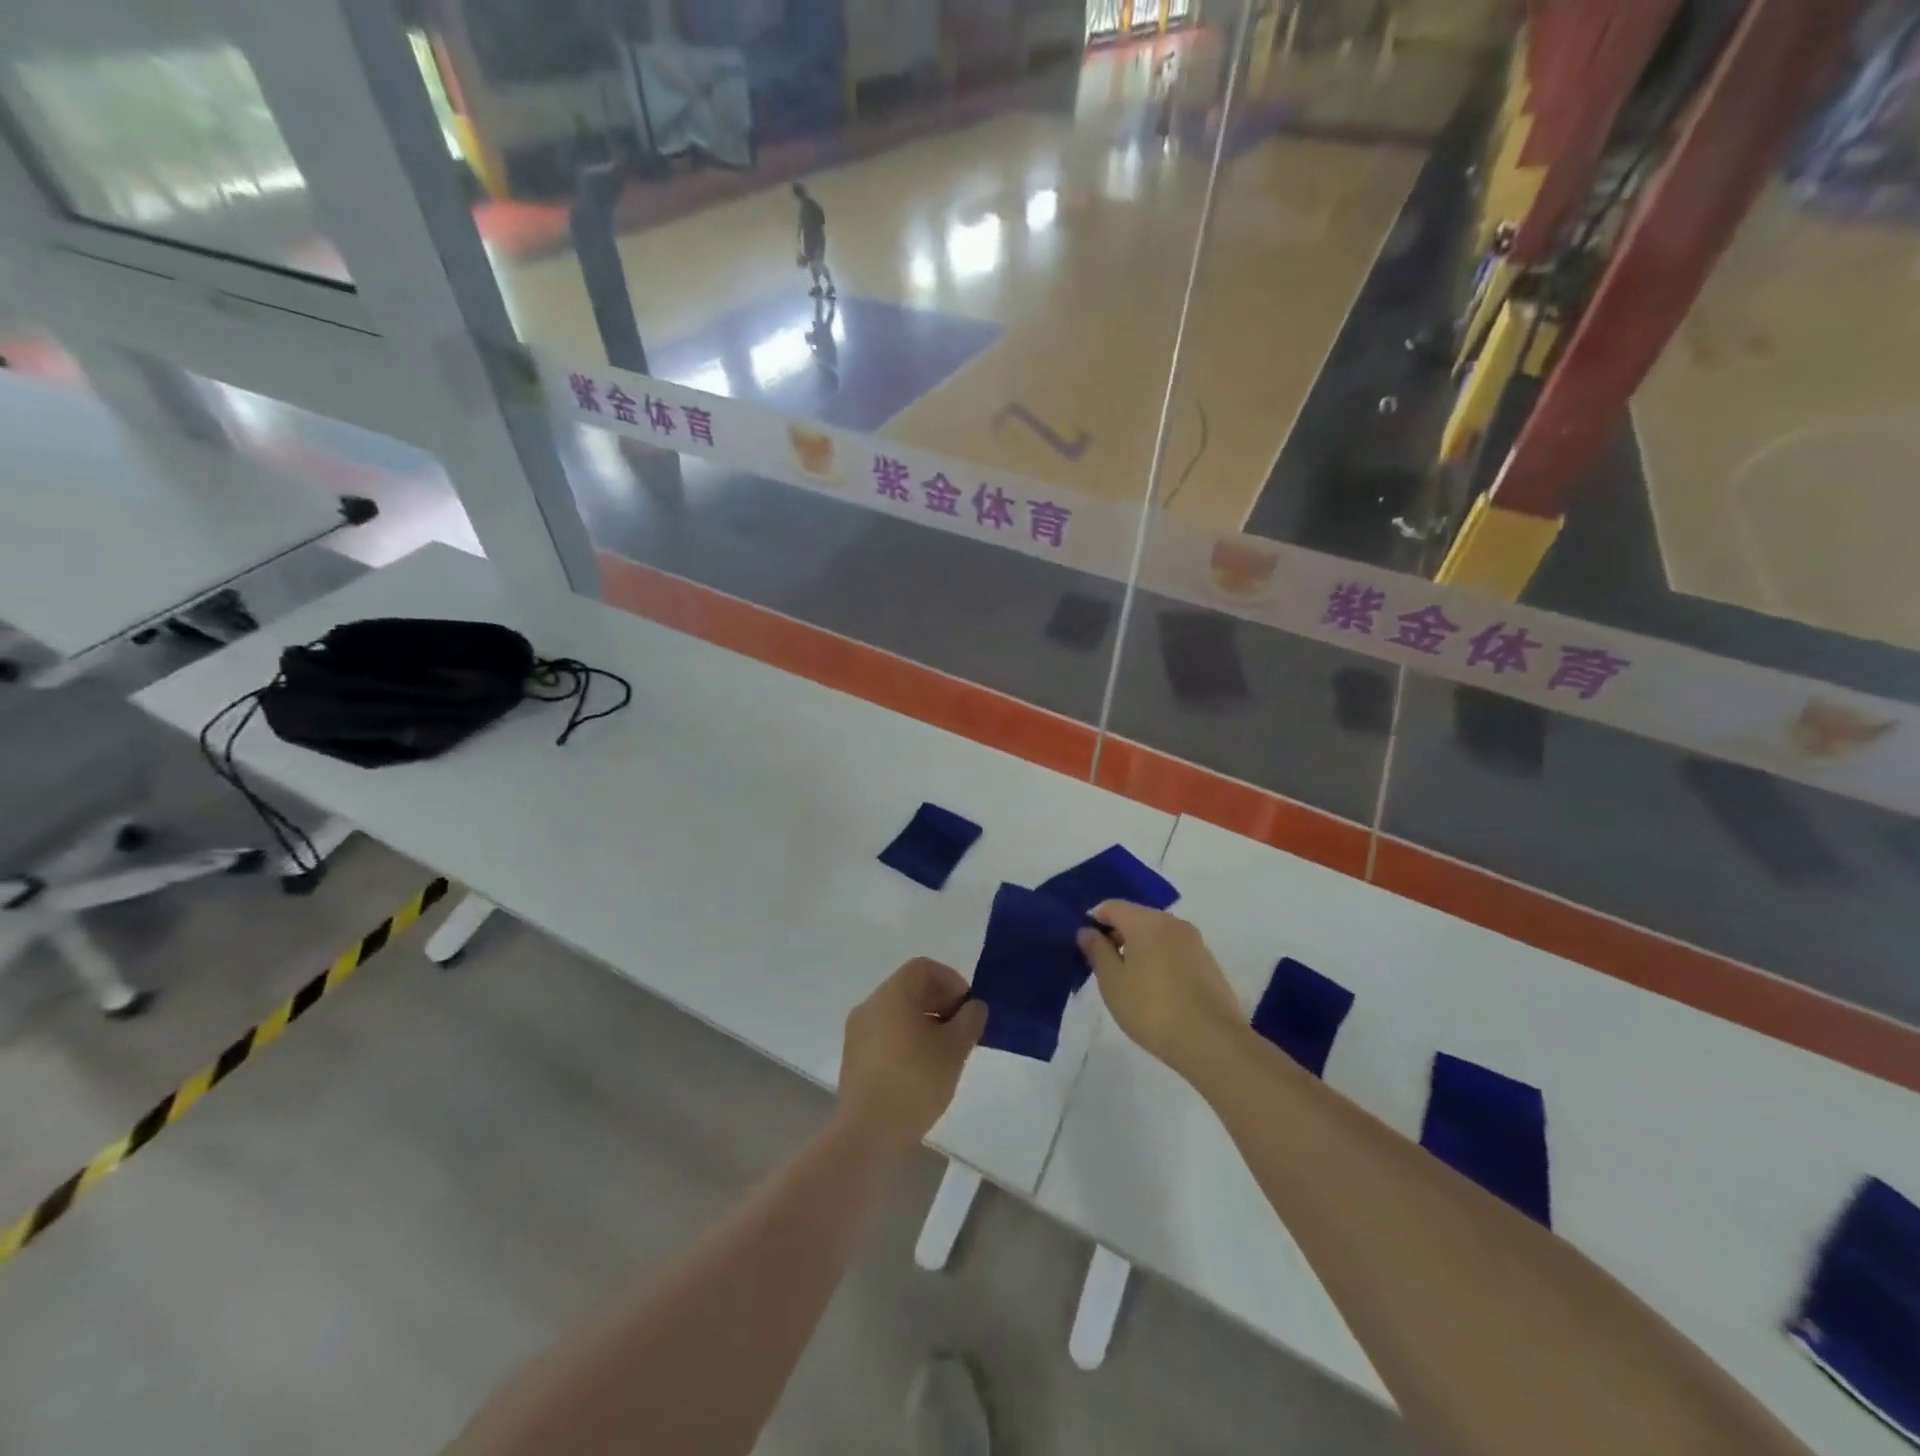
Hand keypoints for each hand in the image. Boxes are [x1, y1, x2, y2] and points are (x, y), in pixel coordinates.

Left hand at [838, 958, 986, 1152]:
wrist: (868, 1132)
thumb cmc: (915, 1082)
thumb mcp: (955, 1049)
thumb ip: (970, 1020)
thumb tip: (973, 1006)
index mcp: (892, 994)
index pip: (923, 967)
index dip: (951, 980)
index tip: (967, 1007)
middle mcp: (870, 1004)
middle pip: (909, 987)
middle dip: (939, 1001)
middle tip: (961, 1029)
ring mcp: (857, 1031)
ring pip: (896, 1012)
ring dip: (923, 1021)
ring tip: (944, 1051)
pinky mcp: (852, 1056)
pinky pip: (884, 1033)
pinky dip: (905, 1038)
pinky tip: (921, 1068)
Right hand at [1077, 903, 1242, 1079]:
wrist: (1212, 1042)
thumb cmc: (1152, 1009)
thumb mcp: (1112, 982)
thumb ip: (1097, 951)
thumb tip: (1087, 931)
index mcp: (1147, 921)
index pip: (1112, 907)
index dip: (1094, 922)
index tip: (1086, 949)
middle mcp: (1173, 923)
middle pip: (1136, 918)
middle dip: (1117, 936)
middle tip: (1105, 968)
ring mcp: (1195, 942)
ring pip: (1157, 935)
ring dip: (1139, 950)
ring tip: (1131, 983)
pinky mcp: (1209, 963)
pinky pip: (1175, 951)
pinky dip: (1160, 961)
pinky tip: (1157, 991)